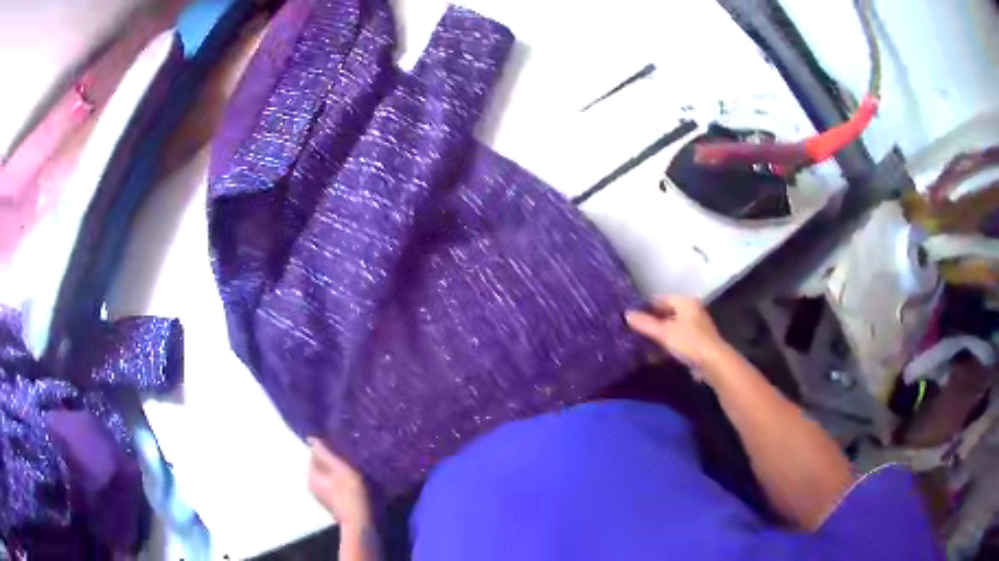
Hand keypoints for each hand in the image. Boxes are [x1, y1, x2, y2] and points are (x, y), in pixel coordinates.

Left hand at [307, 437, 372, 531]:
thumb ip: (326, 453)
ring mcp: (321, 495)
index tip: (342, 449)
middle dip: (332, 461)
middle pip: (320, 466)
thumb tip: (312, 439)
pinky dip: (340, 483)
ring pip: (327, 476)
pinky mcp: (330, 502)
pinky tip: (353, 485)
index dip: (327, 450)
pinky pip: (332, 486)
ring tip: (353, 471)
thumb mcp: (341, 469)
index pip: (314, 454)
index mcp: (311, 475)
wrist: (359, 522)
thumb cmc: (351, 494)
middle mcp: (312, 485)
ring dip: (337, 472)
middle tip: (349, 460)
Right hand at [626, 296, 729, 371]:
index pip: (660, 299)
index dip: (645, 307)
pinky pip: (677, 340)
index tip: (631, 316)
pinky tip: (655, 354)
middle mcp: (692, 311)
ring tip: (640, 343)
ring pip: (671, 328)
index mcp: (685, 302)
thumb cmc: (689, 342)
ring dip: (658, 335)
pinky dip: (666, 344)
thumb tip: (626, 314)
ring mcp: (695, 327)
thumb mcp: (664, 332)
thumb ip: (645, 323)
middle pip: (666, 313)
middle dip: (651, 322)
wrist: (713, 363)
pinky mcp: (696, 343)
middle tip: (633, 330)